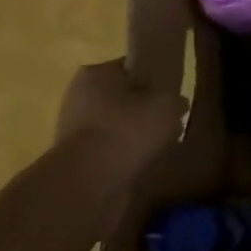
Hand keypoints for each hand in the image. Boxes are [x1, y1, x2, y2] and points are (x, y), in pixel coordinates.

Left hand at [55, 59, 186, 184]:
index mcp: (95, 74)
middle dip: (143, 111)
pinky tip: (141, 165)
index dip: (153, 79)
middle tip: (168, 123)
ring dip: (134, 136)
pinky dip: (124, 157)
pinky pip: (108, 151)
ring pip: (115, 127)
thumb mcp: (168, 106)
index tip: (170, 94)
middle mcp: (78, 97)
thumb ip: (176, 100)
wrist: (88, 182)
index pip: (129, 68)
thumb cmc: (127, 130)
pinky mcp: (74, 159)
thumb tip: (177, 104)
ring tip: (158, 147)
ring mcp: (73, 130)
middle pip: (121, 99)